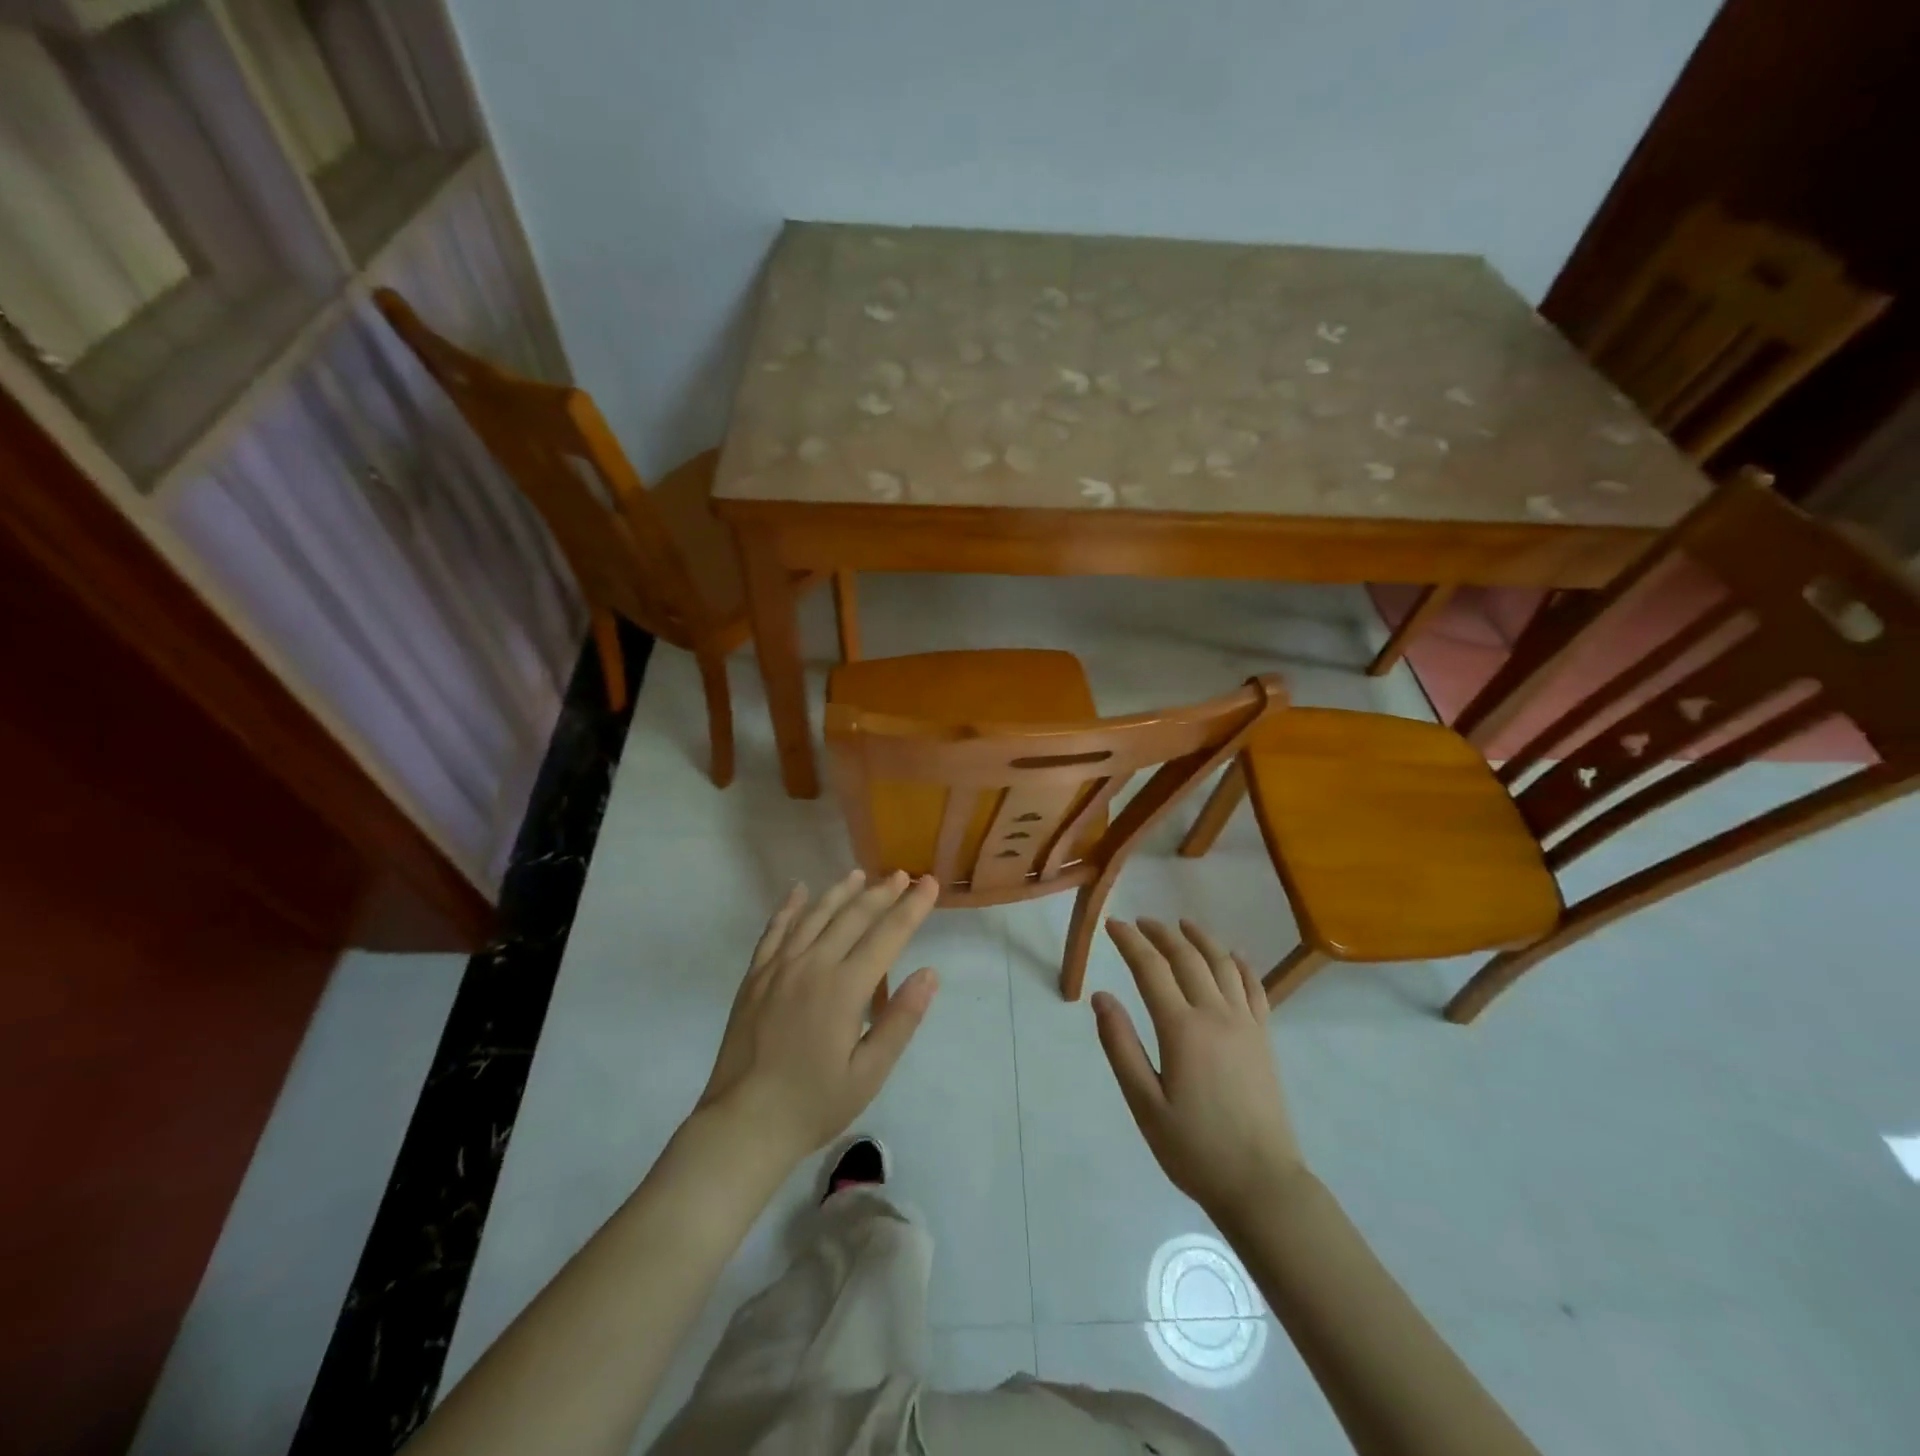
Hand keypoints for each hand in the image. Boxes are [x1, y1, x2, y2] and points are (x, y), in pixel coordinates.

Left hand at [696, 869, 939, 1168]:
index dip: (912, 908)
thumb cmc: (814, 1104)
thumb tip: (929, 973)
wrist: (743, 1124)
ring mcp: (779, 968)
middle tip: (902, 875)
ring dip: (840, 892)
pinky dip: (789, 907)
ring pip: (815, 915)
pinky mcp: (755, 977)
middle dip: (882, 893)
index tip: (929, 883)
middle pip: (853, 917)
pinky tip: (799, 890)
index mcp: (844, 988)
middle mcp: (812, 966)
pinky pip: (775, 930)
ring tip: (860, 874)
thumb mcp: (869, 1073)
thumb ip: (901, 1020)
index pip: (887, 936)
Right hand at [1094, 918, 1305, 1219]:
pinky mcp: (1264, 1038)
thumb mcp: (1144, 1104)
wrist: (1262, 1184)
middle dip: (1161, 934)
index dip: (1130, 941)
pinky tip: (1232, 956)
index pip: (1151, 968)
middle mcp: (1216, 1015)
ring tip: (1182, 925)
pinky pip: (1254, 988)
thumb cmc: (1194, 1149)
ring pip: (1222, 964)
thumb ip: (1121, 1046)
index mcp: (1182, 1029)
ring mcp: (1246, 1024)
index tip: (1112, 924)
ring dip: (1200, 939)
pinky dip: (1240, 965)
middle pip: (1187, 957)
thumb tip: (1101, 997)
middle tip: (1140, 922)